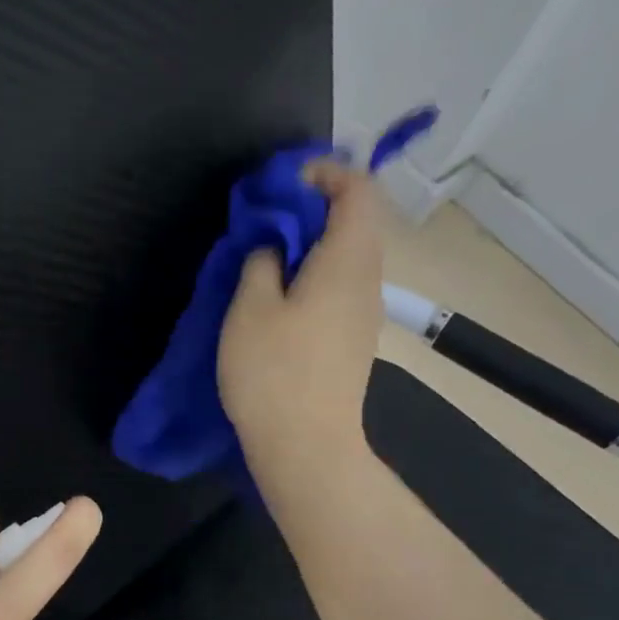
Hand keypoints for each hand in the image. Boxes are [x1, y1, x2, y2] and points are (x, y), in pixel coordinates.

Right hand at [218, 159, 397, 484]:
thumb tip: (275, 245)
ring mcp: (365, 314)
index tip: (280, 185)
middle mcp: (368, 280)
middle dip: (312, 208)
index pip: (357, 190)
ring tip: (266, 259)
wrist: (306, 447)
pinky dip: (315, 276)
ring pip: (347, 257)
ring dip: (311, 246)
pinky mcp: (353, 341)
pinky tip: (280, 299)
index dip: (322, 173)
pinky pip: (341, 288)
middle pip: (355, 221)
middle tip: (265, 221)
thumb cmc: (274, 373)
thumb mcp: (250, 308)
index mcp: (348, 260)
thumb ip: (262, 261)